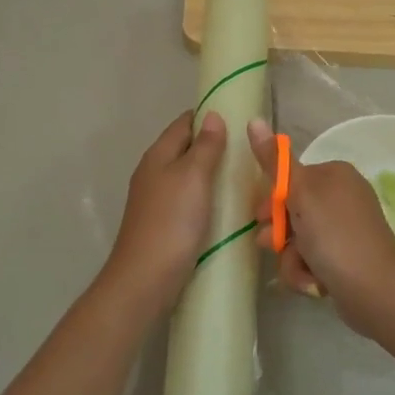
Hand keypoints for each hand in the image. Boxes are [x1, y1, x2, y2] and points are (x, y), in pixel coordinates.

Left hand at [103, 111, 227, 307]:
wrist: (146, 278)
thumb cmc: (172, 221)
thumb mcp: (193, 177)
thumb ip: (205, 146)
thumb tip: (213, 116)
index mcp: (158, 155)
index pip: (184, 123)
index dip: (209, 117)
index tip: (239, 119)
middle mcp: (153, 173)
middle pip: (185, 149)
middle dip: (213, 146)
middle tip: (249, 150)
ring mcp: (156, 200)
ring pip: (187, 176)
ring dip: (211, 174)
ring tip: (245, 176)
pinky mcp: (163, 224)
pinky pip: (188, 200)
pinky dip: (206, 197)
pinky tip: (226, 206)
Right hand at [249, 119, 394, 335]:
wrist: (376, 292)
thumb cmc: (336, 237)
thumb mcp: (301, 195)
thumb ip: (274, 162)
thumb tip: (253, 120)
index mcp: (334, 175)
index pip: (289, 179)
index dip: (271, 201)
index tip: (262, 218)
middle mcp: (342, 197)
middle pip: (291, 211)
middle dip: (280, 234)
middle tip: (275, 245)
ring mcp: (345, 229)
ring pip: (298, 240)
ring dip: (292, 259)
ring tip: (303, 271)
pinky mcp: (345, 258)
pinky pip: (312, 259)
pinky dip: (307, 271)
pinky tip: (315, 283)